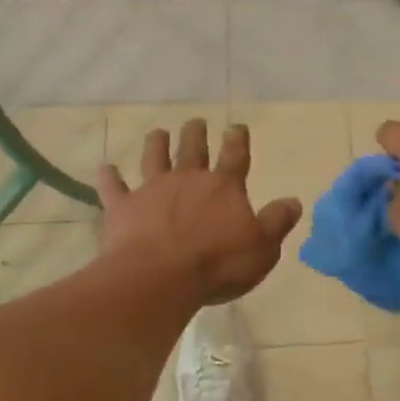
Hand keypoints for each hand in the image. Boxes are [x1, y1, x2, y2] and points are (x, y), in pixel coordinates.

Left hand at [96, 120, 302, 304]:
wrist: (159, 278)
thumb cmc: (217, 265)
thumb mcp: (262, 248)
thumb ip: (277, 222)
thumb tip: (294, 201)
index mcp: (223, 187)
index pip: (235, 156)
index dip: (237, 139)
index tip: (237, 126)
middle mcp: (188, 179)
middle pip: (193, 149)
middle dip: (196, 134)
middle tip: (195, 122)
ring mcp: (152, 190)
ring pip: (154, 158)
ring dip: (156, 144)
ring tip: (158, 132)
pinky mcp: (123, 208)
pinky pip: (113, 188)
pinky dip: (109, 178)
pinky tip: (105, 169)